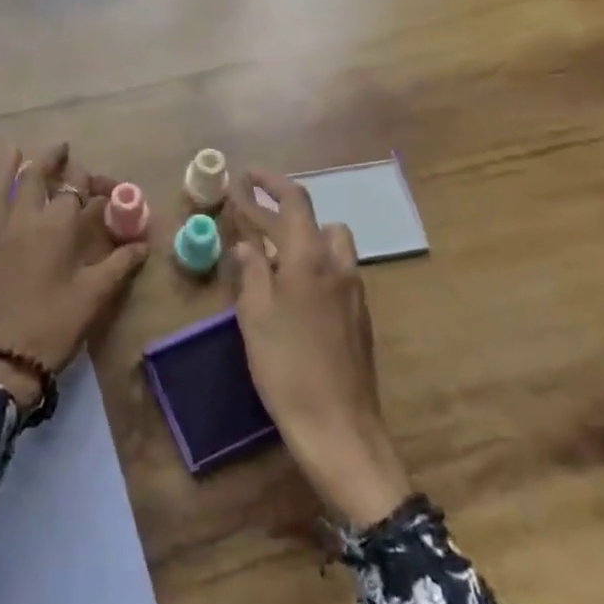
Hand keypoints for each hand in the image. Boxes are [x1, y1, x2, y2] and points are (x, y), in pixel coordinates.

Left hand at [0, 144, 147, 410]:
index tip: (105, 189)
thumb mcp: (97, 293)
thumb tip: (143, 244)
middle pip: (33, 179)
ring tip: (12, 151)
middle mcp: (22, 222)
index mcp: (55, 227)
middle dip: (48, 160)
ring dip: (4, 170)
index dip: (91, 185)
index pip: (74, 192)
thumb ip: (121, 263)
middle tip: (60, 149)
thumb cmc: (59, 321)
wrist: (12, 358)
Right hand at [229, 168, 411, 527]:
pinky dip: (312, 262)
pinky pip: (335, 270)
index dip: (270, 182)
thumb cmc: (287, 369)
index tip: (246, 175)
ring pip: (330, 244)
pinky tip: (291, 287)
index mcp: (309, 259)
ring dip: (302, 237)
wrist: (340, 428)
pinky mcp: (359, 315)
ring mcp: (353, 291)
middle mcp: (338, 266)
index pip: (294, 201)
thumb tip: (245, 243)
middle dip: (280, 211)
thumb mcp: (255, 317)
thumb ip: (251, 272)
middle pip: (314, 220)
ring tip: (270, 252)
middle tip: (248, 213)